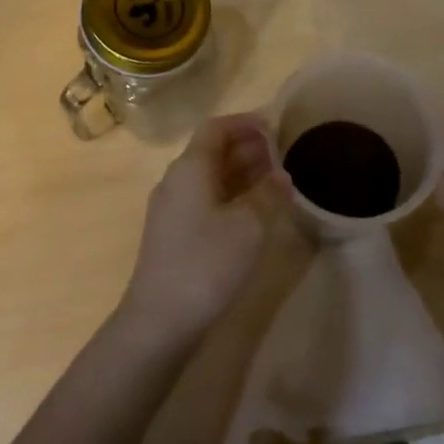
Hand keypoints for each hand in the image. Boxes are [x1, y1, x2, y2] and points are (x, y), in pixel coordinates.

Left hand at [118, 112, 290, 342]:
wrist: (160, 320)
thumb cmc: (206, 263)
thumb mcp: (249, 225)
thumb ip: (269, 193)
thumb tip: (281, 174)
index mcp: (190, 168)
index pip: (217, 128)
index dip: (246, 123)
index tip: (276, 125)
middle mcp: (177, 180)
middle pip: (213, 151)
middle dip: (248, 147)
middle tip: (283, 152)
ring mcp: (172, 208)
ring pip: (210, 176)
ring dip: (242, 172)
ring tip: (277, 178)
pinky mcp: (175, 233)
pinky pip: (206, 198)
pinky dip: (232, 194)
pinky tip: (255, 210)